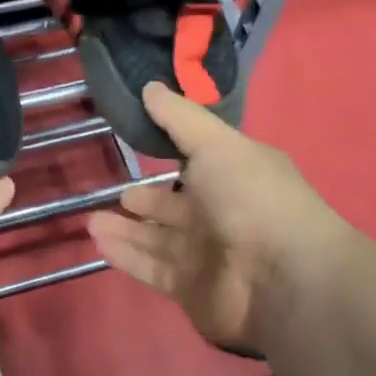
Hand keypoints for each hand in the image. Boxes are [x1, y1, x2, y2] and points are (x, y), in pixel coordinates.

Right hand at [87, 82, 341, 351]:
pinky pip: (151, 268)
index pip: (200, 163)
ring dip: (126, 229)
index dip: (173, 154)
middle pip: (176, 206)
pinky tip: (98, 241)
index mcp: (235, 176)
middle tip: (117, 191)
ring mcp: (207, 255)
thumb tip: (150, 86)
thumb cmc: (252, 198)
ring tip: (92, 219)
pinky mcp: (190, 289)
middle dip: (147, 200)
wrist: (283, 278)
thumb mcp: (216, 144)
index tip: (140, 143)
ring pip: (158, 239)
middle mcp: (222, 215)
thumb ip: (180, 118)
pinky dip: (126, 255)